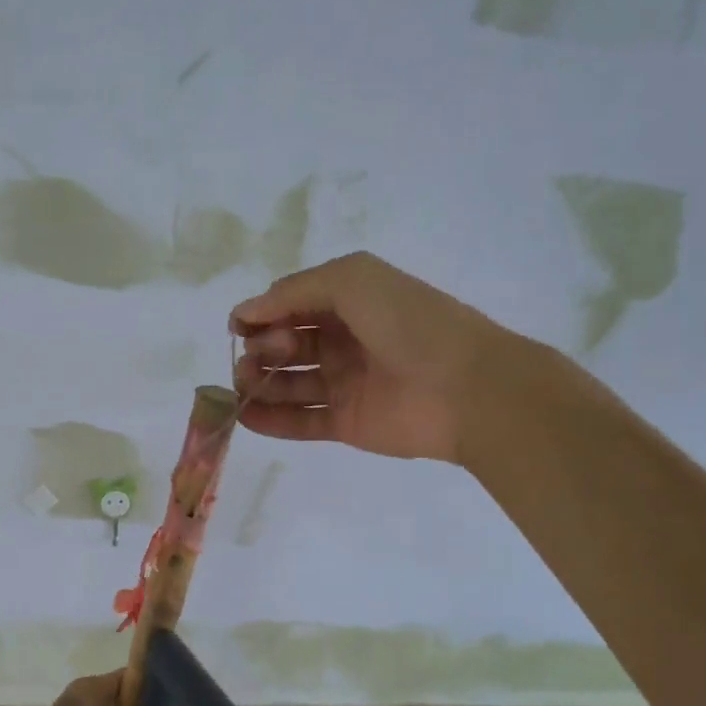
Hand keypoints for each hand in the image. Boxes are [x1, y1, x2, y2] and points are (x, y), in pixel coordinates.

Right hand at [230, 251, 507, 464]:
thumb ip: (294, 291)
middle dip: (262, 347)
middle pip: (284, 344)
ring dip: (258, 382)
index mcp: (348, 303)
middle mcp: (343, 341)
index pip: (290, 305)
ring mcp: (344, 384)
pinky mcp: (345, 424)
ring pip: (287, 383)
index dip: (262, 313)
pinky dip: (270, 420)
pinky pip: (300, 422)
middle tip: (265, 354)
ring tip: (245, 385)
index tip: (239, 326)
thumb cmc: (409, 323)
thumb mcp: (352, 281)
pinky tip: (246, 417)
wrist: (465, 387)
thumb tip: (244, 312)